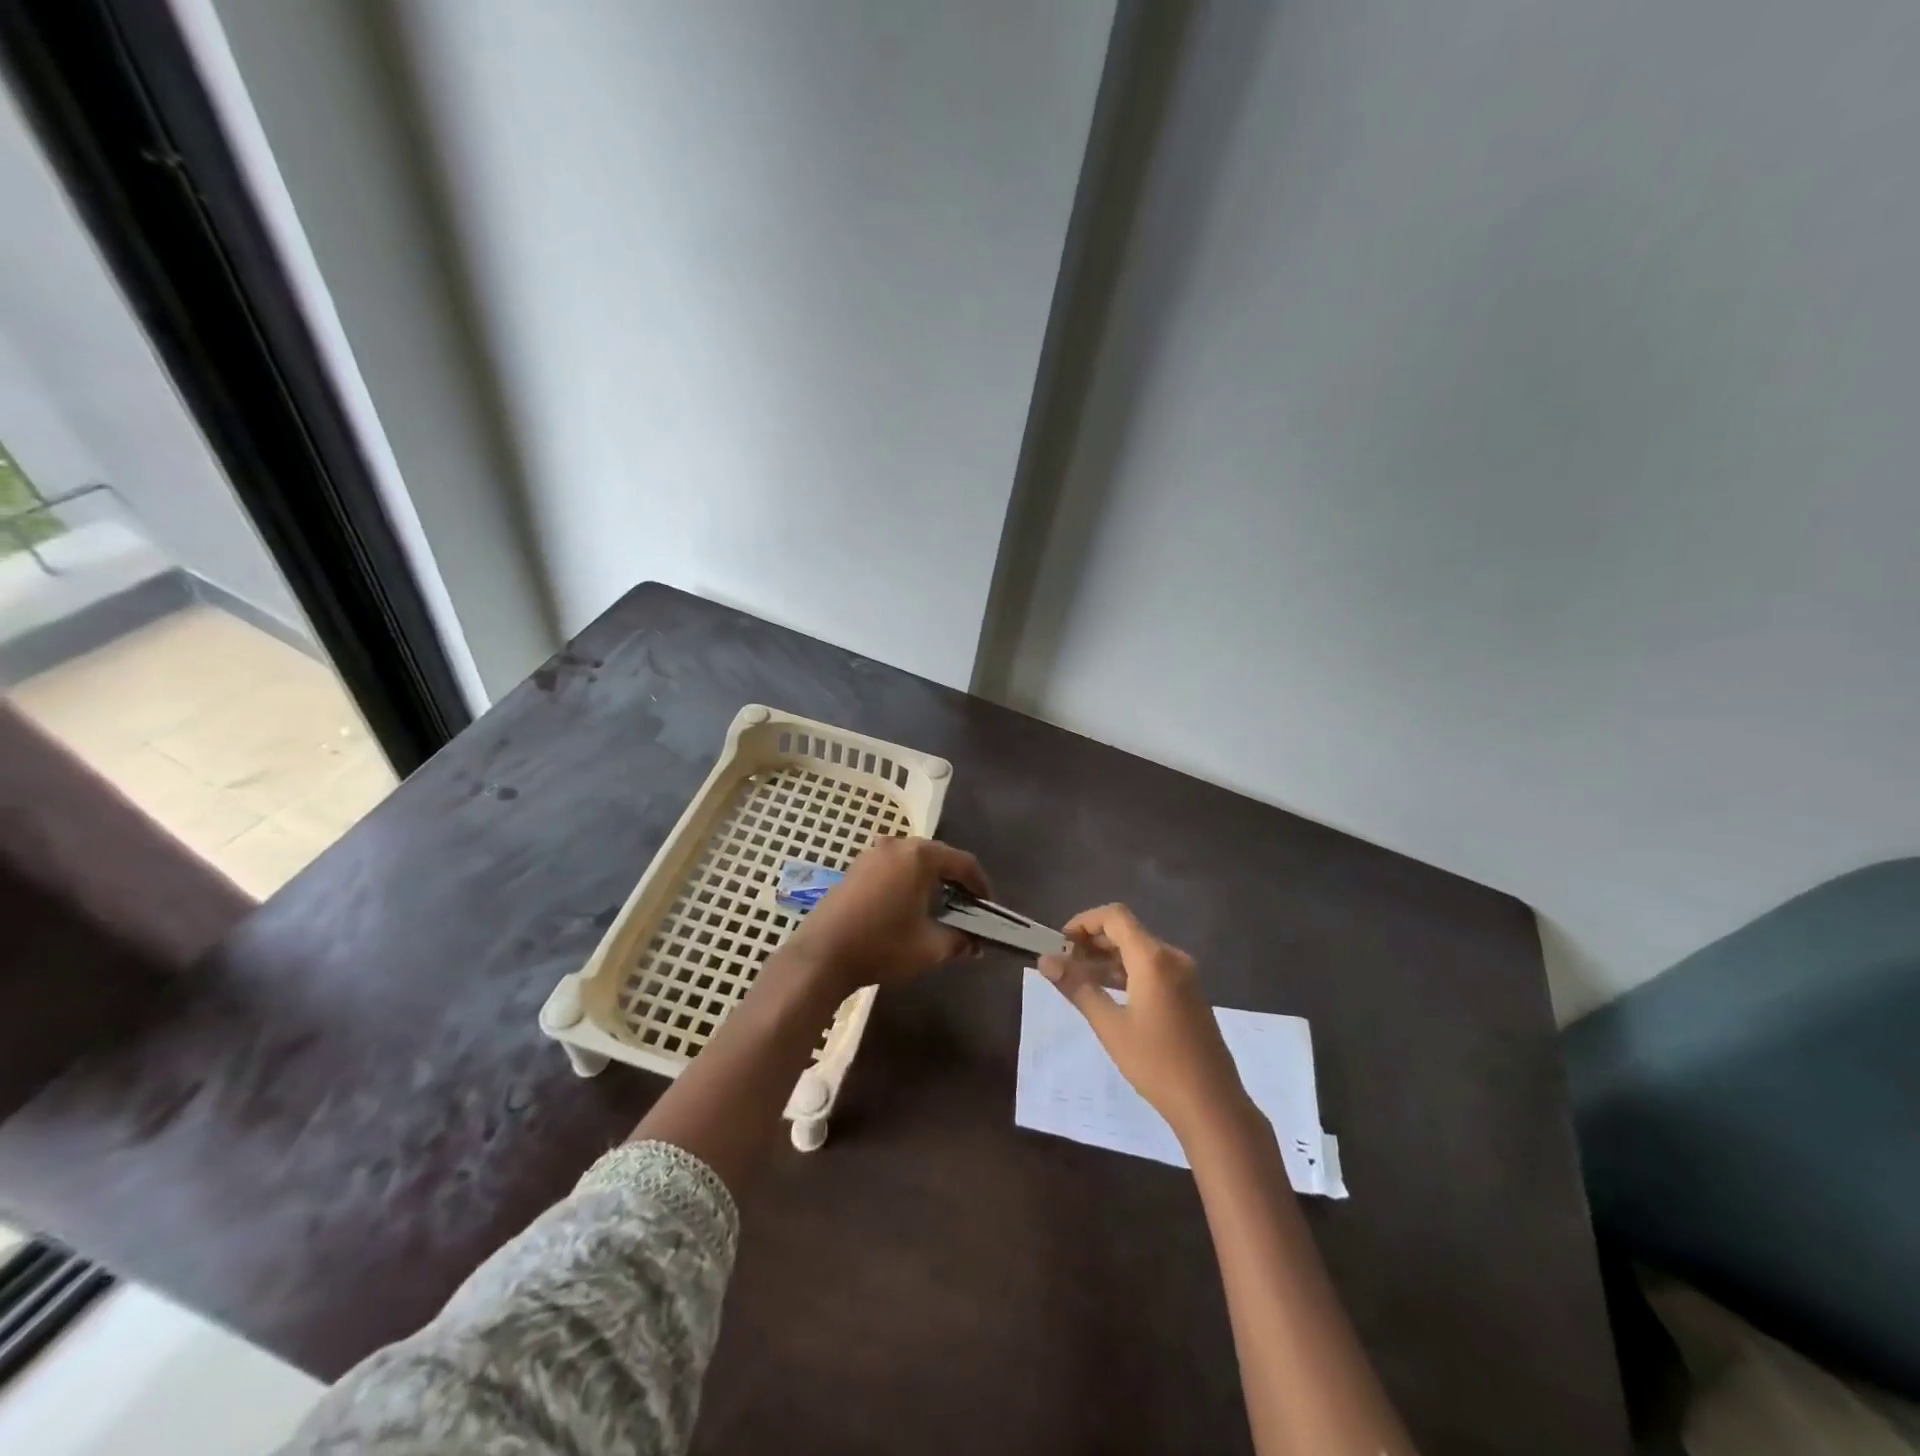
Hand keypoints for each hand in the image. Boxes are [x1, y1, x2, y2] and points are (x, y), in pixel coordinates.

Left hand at [778, 837, 989, 995]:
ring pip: (914, 862)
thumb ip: (960, 940)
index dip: (981, 885)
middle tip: (968, 908)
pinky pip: (893, 868)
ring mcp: (872, 854)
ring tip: (941, 909)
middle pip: (938, 857)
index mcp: (919, 856)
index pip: (963, 862)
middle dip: (956, 882)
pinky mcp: (855, 868)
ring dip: (931, 882)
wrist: (821, 955)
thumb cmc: (882, 946)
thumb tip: (975, 944)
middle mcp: (896, 845)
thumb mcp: (931, 947)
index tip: (989, 907)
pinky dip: (908, 882)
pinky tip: (910, 907)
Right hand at [1038, 904, 1252, 1139]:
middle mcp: (1172, 958)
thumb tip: (1045, 961)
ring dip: (1108, 958)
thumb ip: (1077, 988)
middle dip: (1093, 941)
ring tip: (1079, 979)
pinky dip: (1126, 971)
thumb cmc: (1157, 1063)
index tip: (1060, 943)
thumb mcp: (1110, 1026)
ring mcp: (1184, 975)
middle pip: (1127, 931)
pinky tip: (1108, 993)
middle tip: (1064, 963)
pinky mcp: (1188, 992)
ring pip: (1139, 950)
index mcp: (1154, 959)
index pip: (1115, 916)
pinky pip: (1152, 968)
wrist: (1211, 1103)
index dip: (1084, 922)